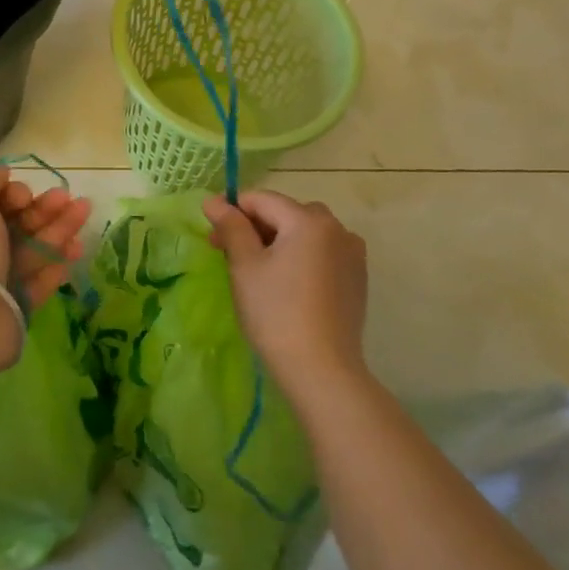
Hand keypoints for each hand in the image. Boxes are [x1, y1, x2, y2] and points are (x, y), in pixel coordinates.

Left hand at [0, 167, 92, 370]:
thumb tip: (3, 175)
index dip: (12, 194)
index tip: (24, 196)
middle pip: (16, 225)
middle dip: (44, 209)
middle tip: (70, 198)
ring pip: (32, 250)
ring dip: (59, 230)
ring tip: (85, 213)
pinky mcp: (16, 307)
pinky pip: (39, 282)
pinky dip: (56, 265)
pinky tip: (75, 250)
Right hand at [203, 190, 368, 399]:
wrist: (321, 369)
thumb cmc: (275, 312)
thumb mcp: (245, 266)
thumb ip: (231, 227)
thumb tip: (213, 201)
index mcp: (309, 220)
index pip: (262, 200)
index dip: (232, 210)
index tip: (211, 233)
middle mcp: (337, 228)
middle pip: (286, 213)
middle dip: (255, 226)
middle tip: (228, 254)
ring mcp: (352, 253)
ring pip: (305, 232)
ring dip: (278, 240)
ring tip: (257, 269)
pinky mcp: (357, 277)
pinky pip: (322, 252)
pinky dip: (301, 256)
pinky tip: (287, 283)